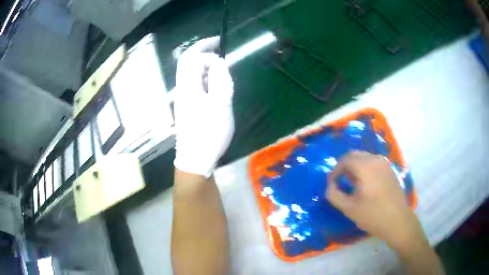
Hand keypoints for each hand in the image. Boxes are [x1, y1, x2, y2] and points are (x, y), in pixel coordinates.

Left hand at [173, 36, 234, 177]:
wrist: (195, 159)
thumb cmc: (209, 133)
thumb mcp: (221, 104)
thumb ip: (221, 80)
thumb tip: (219, 63)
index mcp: (188, 86)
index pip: (192, 58)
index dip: (206, 49)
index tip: (221, 48)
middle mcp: (182, 89)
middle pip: (187, 63)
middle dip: (202, 51)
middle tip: (218, 46)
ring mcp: (183, 99)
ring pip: (191, 74)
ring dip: (205, 66)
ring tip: (220, 70)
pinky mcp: (187, 107)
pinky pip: (194, 85)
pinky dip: (205, 78)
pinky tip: (215, 87)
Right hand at [326, 151, 421, 247]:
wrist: (397, 220)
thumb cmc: (372, 215)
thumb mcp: (348, 208)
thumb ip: (334, 195)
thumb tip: (330, 186)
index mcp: (365, 167)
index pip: (345, 160)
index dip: (335, 171)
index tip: (332, 184)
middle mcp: (375, 159)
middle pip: (355, 155)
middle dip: (344, 167)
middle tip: (340, 182)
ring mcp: (385, 163)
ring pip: (364, 157)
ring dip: (355, 167)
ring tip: (353, 183)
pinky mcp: (390, 169)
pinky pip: (373, 162)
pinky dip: (365, 168)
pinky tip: (366, 183)